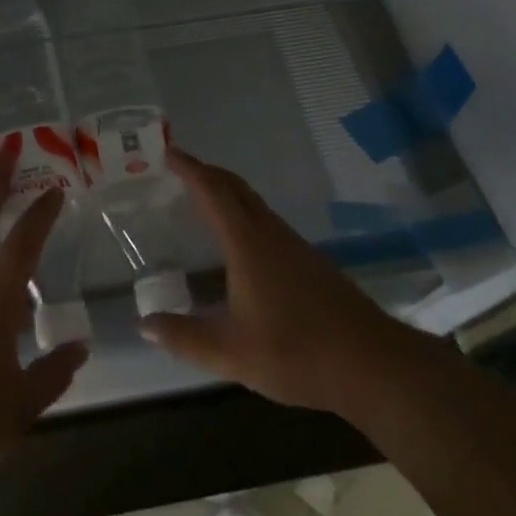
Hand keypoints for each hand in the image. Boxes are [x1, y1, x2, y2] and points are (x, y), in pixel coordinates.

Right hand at [139, 149, 393, 415]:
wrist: (371, 363)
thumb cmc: (296, 351)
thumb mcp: (231, 352)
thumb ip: (184, 338)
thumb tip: (144, 324)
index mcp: (246, 242)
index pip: (212, 191)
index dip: (189, 169)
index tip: (168, 151)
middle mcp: (269, 233)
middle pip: (235, 187)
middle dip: (207, 173)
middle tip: (180, 169)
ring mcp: (293, 245)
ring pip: (254, 203)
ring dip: (227, 192)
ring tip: (203, 200)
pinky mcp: (309, 261)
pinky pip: (266, 220)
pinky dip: (244, 213)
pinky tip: (240, 243)